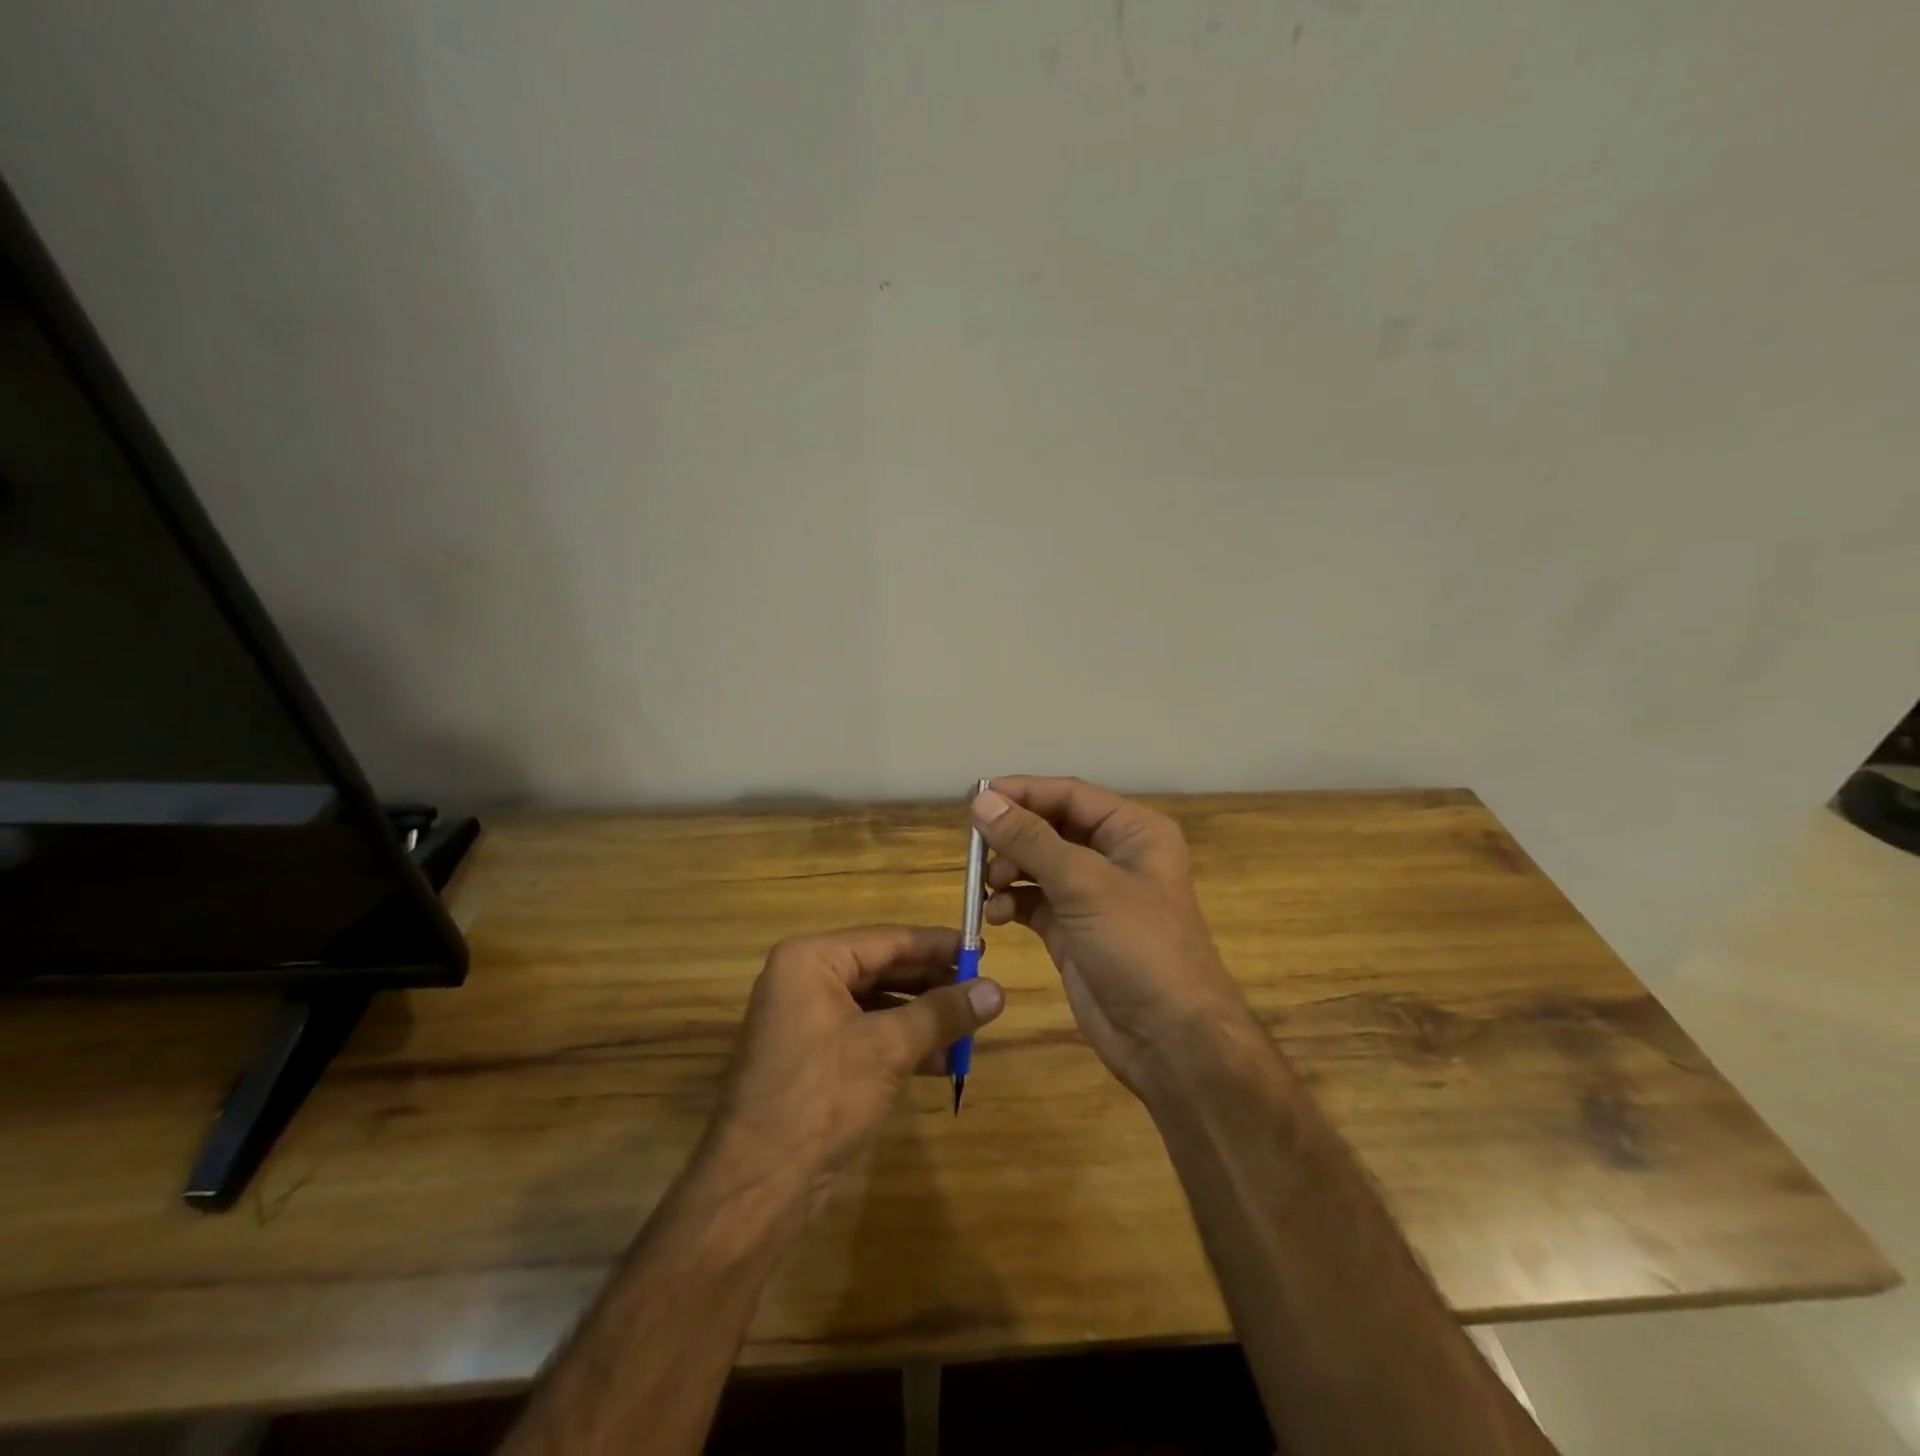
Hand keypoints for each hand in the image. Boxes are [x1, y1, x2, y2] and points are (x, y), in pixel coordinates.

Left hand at [708, 925, 1004, 1208]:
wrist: (758, 1187)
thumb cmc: (821, 1097)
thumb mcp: (888, 1048)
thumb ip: (943, 1013)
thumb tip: (998, 990)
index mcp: (811, 960)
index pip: (888, 939)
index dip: (937, 945)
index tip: (980, 949)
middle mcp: (805, 980)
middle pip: (883, 968)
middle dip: (933, 984)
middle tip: (981, 989)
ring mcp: (806, 1020)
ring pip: (878, 1004)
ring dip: (923, 1017)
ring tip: (970, 1028)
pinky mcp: (813, 1057)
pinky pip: (866, 1034)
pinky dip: (902, 1043)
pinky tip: (942, 1061)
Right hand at [973, 777, 1253, 1098]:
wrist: (1168, 1038)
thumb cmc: (1137, 945)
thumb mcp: (1083, 883)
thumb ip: (1030, 839)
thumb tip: (981, 800)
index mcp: (1132, 831)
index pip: (1069, 794)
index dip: (1022, 792)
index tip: (974, 798)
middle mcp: (1114, 856)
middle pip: (1051, 827)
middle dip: (1012, 836)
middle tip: (975, 847)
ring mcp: (1093, 895)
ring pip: (1038, 865)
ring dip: (1008, 870)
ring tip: (988, 885)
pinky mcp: (1073, 930)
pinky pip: (1033, 902)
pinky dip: (1011, 902)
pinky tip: (995, 914)